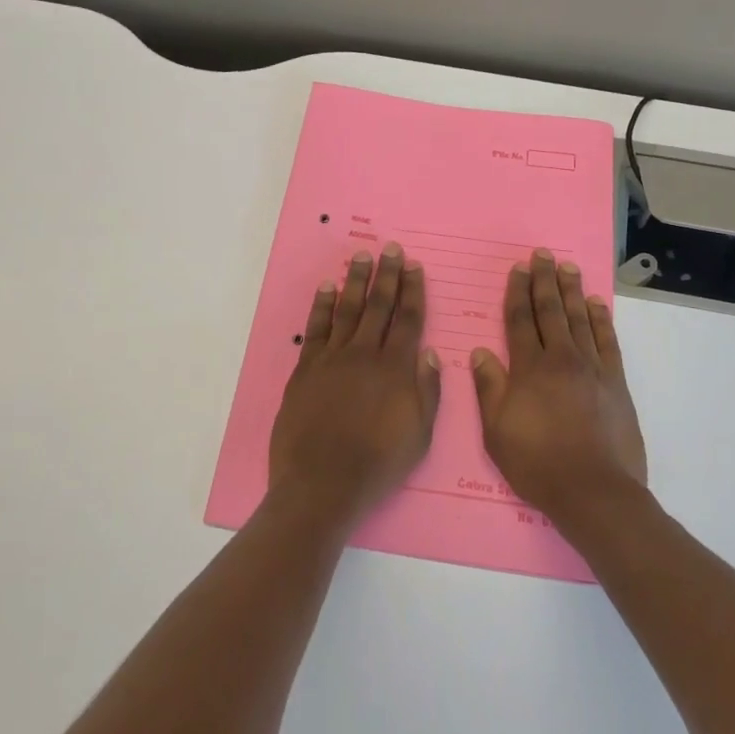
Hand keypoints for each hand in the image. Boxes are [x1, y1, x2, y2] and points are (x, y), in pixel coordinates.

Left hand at [268, 244, 441, 524]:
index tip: (414, 266)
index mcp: (396, 369)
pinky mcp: (306, 370)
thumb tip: (428, 351)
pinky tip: (326, 287)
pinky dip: (321, 306)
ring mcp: (332, 359)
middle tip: (391, 248)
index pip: (407, 319)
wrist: (322, 485)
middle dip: (387, 275)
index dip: (412, 290)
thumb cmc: (377, 465)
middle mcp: (365, 355)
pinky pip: (315, 329)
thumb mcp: (419, 435)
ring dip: (356, 281)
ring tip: (362, 256)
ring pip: (347, 310)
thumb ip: (427, 391)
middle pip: (378, 306)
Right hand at [471, 249, 647, 525]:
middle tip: (542, 254)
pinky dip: (601, 320)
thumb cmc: (537, 463)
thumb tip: (481, 351)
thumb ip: (489, 388)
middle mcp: (561, 359)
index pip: (520, 320)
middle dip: (544, 281)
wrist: (594, 491)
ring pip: (579, 319)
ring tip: (567, 267)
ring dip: (571, 291)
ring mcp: (592, 368)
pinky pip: (607, 341)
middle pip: (550, 311)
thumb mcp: (496, 431)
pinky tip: (596, 304)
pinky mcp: (615, 382)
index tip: (517, 269)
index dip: (517, 292)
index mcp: (529, 368)